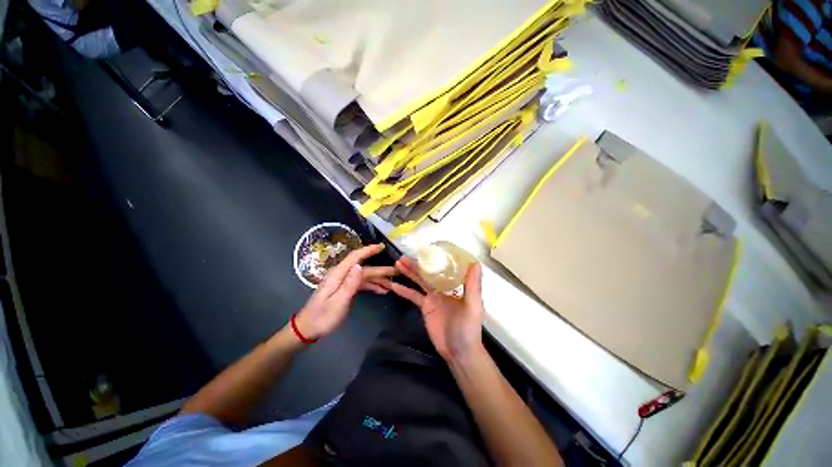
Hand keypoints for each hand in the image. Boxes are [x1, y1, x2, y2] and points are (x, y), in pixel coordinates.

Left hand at [294, 244, 393, 339]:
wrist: (307, 329)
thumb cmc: (322, 317)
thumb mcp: (337, 302)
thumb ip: (349, 284)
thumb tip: (359, 266)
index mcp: (338, 274)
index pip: (355, 257)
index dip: (368, 250)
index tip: (381, 246)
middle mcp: (341, 275)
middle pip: (363, 268)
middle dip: (380, 270)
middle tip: (396, 272)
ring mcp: (343, 282)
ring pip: (364, 276)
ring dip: (378, 279)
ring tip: (392, 284)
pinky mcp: (345, 289)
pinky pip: (361, 284)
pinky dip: (372, 286)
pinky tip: (382, 290)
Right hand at [390, 257, 484, 361]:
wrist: (459, 351)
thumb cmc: (469, 327)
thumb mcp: (473, 305)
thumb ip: (473, 285)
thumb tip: (475, 262)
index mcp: (455, 284)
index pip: (444, 267)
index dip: (435, 258)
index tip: (426, 248)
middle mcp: (443, 288)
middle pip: (428, 273)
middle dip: (416, 264)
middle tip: (403, 256)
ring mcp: (433, 297)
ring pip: (419, 281)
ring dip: (409, 273)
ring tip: (398, 263)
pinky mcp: (425, 307)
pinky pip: (413, 296)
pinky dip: (404, 291)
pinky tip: (394, 285)